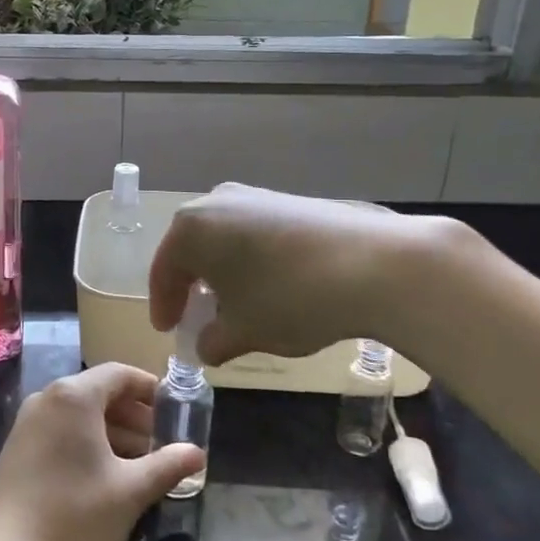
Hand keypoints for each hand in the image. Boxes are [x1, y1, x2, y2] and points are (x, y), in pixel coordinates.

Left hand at [0, 363, 204, 540]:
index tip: (176, 413)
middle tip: (163, 445)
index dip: (151, 389)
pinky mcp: (16, 449)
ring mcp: (26, 424)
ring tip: (141, 465)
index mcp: (73, 396)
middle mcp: (46, 398)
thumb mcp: (131, 491)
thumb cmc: (76, 519)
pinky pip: (60, 431)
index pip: (120, 374)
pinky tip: (105, 476)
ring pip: (80, 414)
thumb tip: (197, 453)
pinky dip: (87, 443)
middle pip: (99, 393)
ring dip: (113, 432)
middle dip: (135, 415)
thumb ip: (168, 465)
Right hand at [148, 183, 469, 363]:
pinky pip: (252, 232)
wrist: (375, 264)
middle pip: (191, 248)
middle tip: (197, 317)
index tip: (168, 330)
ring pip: (223, 238)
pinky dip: (250, 259)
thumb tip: (207, 344)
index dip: (164, 304)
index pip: (164, 270)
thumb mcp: (244, 331)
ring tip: (235, 304)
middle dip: (192, 284)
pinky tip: (269, 285)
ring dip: (222, 271)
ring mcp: (255, 196)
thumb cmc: (290, 298)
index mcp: (191, 228)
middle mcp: (216, 201)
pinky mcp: (289, 200)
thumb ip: (214, 340)